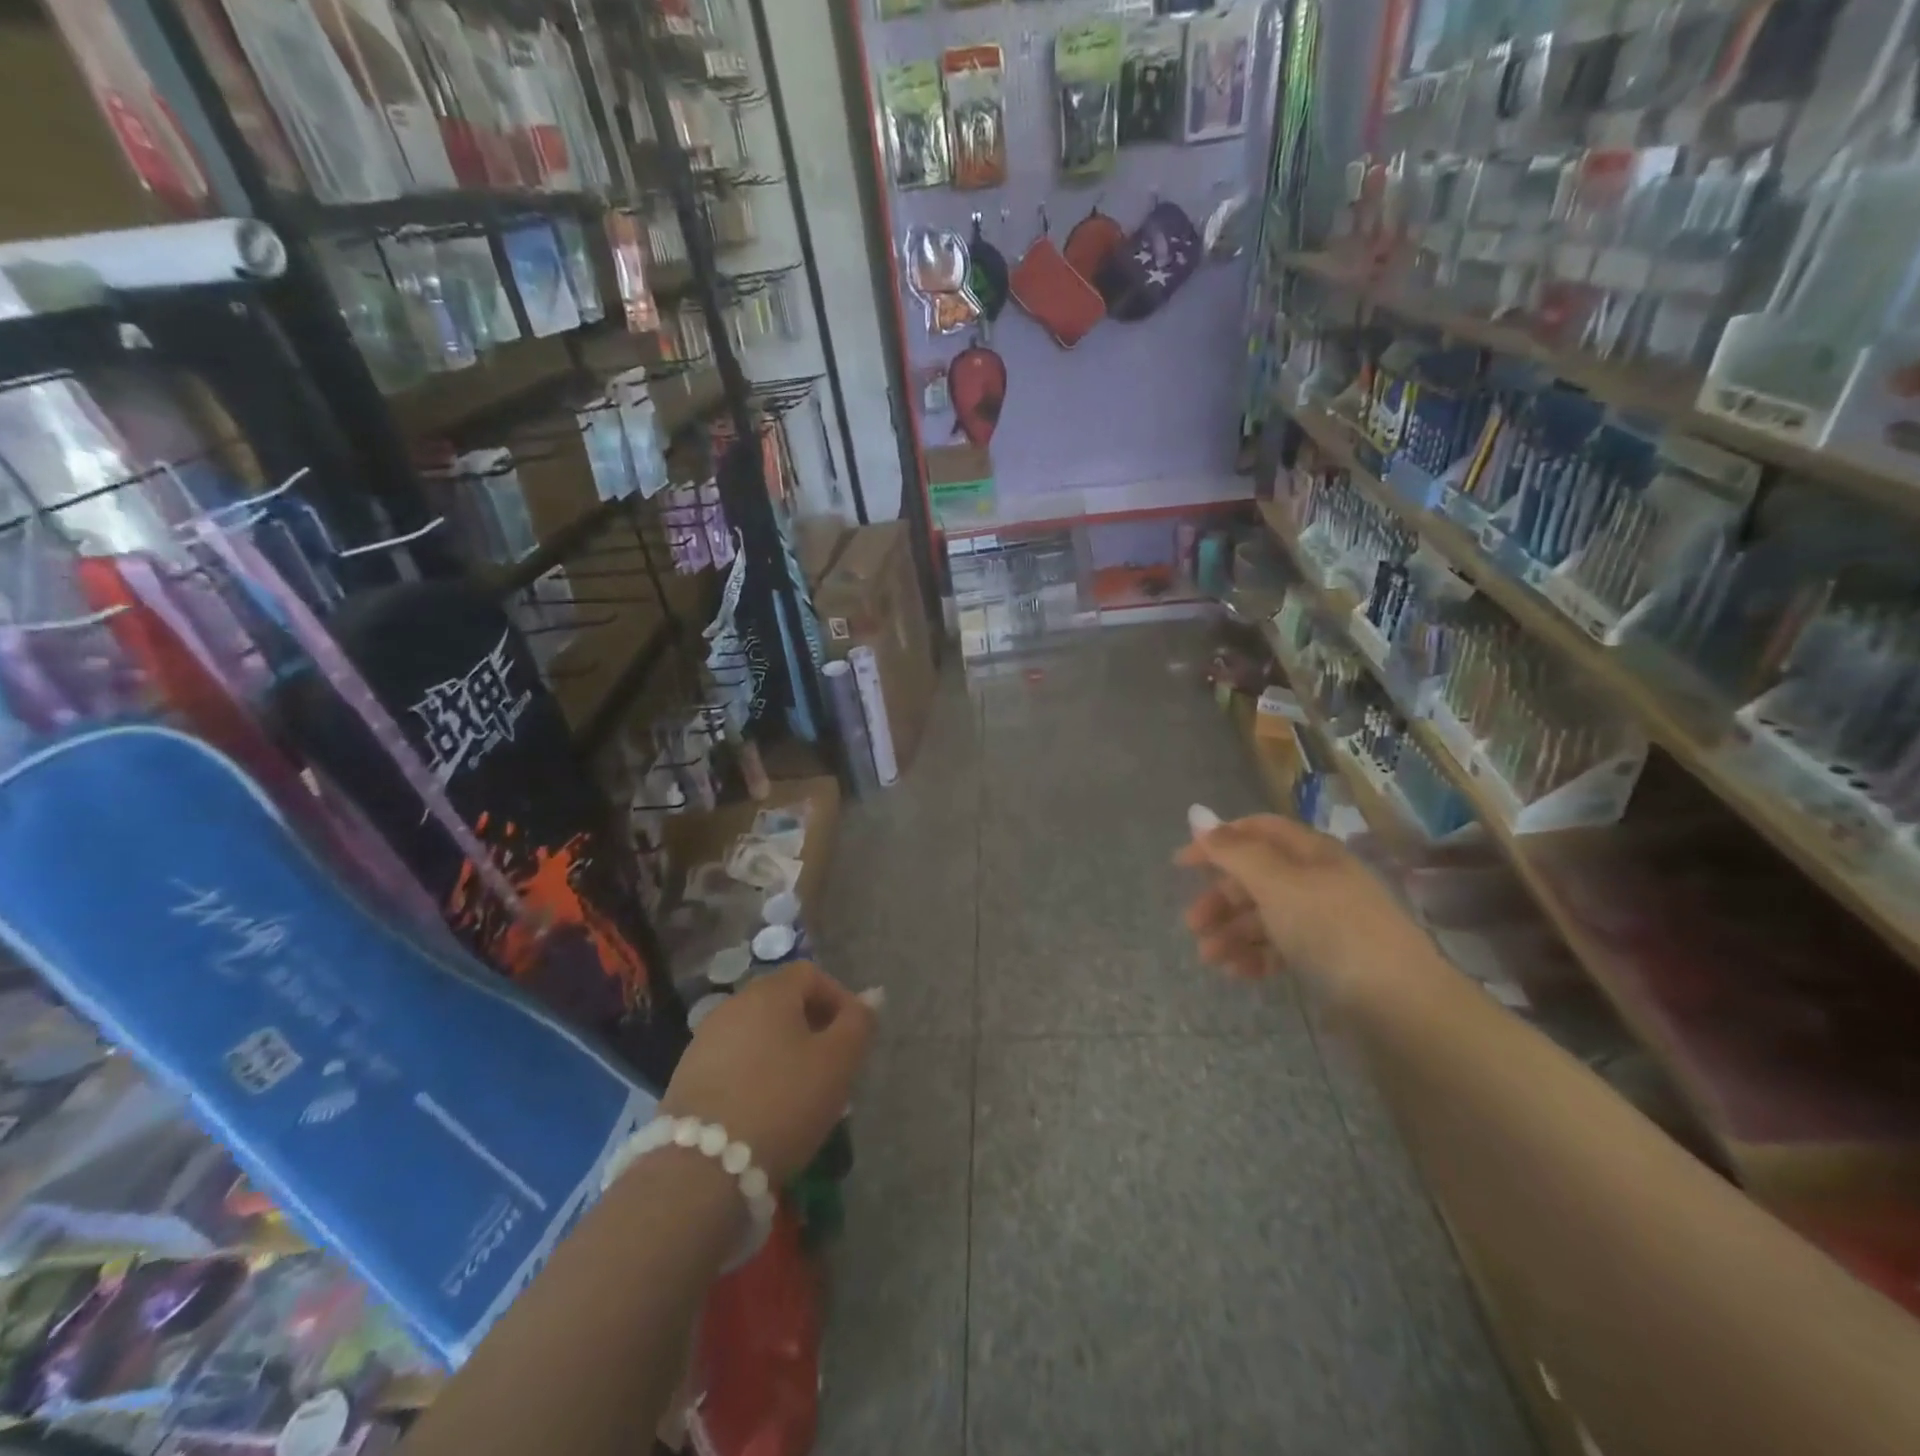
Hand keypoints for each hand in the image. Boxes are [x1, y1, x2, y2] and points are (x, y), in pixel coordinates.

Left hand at [661, 962, 875, 1184]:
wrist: (701, 1170)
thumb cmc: (782, 1102)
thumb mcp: (837, 1062)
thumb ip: (859, 1023)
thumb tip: (872, 994)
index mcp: (769, 992)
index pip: (811, 974)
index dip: (838, 998)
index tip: (853, 1037)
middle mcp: (733, 1005)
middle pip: (782, 1003)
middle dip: (812, 1029)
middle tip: (832, 1069)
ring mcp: (704, 1041)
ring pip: (758, 1035)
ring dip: (784, 1054)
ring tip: (801, 1095)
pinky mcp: (686, 1077)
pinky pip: (734, 1062)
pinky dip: (756, 1075)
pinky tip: (765, 1112)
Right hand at [1175, 815, 1426, 1004]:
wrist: (1401, 1005)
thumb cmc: (1332, 930)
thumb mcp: (1277, 884)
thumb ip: (1233, 851)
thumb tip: (1196, 813)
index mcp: (1311, 853)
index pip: (1256, 831)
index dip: (1217, 842)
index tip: (1181, 865)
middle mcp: (1319, 880)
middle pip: (1257, 877)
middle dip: (1220, 898)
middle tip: (1192, 925)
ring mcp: (1326, 921)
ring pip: (1266, 916)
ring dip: (1232, 933)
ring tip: (1210, 959)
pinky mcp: (1330, 959)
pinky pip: (1283, 948)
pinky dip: (1257, 956)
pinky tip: (1240, 973)